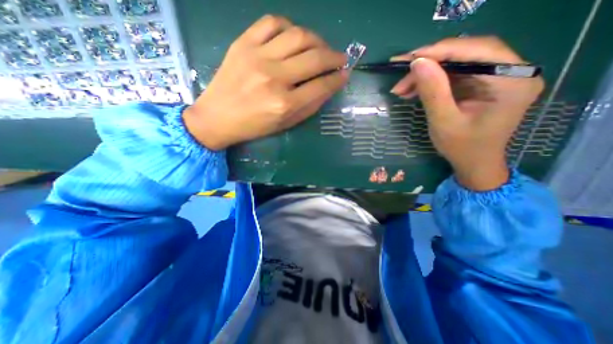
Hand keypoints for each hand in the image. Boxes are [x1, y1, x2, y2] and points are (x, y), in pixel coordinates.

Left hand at [184, 13, 348, 150]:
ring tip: (321, 48)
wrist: (217, 117)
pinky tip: (294, 38)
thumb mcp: (286, 123)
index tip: (345, 74)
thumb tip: (329, 86)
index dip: (337, 79)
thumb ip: (310, 106)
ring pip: (298, 36)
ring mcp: (257, 57)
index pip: (320, 86)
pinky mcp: (243, 43)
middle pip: (314, 58)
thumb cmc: (254, 126)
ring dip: (317, 39)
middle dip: (334, 57)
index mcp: (284, 104)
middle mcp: (274, 78)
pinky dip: (289, 27)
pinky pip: (272, 22)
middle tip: (340, 58)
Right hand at [389, 38, 542, 189]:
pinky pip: (454, 74)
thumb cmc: (462, 147)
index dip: (440, 51)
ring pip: (457, 63)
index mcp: (511, 81)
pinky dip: (431, 80)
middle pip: (467, 53)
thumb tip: (417, 63)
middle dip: (430, 63)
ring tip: (402, 87)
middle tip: (401, 75)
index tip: (410, 58)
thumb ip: (433, 91)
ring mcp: (497, 76)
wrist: (474, 162)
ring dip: (426, 73)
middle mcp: (511, 71)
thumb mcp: (444, 121)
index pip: (477, 51)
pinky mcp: (482, 84)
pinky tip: (413, 89)